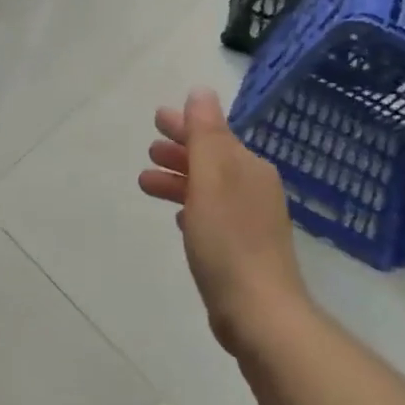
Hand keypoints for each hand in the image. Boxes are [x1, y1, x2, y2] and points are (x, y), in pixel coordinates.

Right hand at [138, 89, 312, 357]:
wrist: (259, 312)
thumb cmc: (229, 240)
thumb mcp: (211, 178)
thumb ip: (205, 134)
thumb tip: (201, 92)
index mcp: (249, 168)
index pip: (214, 135)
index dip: (185, 125)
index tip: (157, 118)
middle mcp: (254, 189)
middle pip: (211, 160)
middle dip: (180, 151)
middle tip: (149, 149)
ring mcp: (251, 221)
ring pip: (208, 188)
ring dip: (179, 180)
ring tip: (146, 183)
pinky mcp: (242, 250)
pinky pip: (212, 215)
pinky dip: (192, 207)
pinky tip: (178, 217)